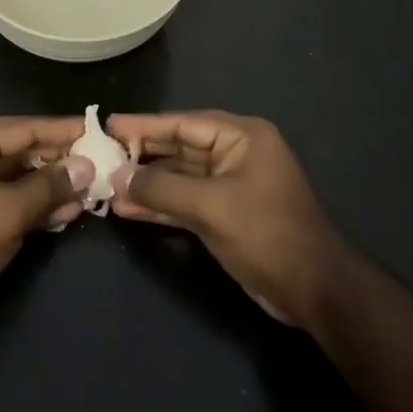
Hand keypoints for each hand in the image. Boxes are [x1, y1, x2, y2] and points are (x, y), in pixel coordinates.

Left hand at [0, 116, 93, 329]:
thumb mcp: (9, 212)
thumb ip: (50, 186)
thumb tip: (87, 167)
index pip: (25, 127)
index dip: (64, 131)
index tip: (98, 131)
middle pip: (20, 151)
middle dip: (59, 162)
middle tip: (100, 166)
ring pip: (15, 179)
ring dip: (49, 187)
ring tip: (88, 194)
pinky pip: (4, 200)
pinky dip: (31, 206)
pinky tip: (63, 215)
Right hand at [107, 111, 353, 327]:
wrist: (313, 288)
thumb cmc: (266, 233)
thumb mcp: (211, 206)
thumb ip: (162, 188)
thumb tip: (118, 176)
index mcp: (242, 137)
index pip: (184, 123)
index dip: (144, 125)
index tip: (107, 125)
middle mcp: (236, 153)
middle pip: (180, 147)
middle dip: (142, 155)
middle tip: (100, 156)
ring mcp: (231, 185)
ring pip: (180, 177)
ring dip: (147, 184)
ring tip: (106, 187)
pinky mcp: (226, 213)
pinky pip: (186, 200)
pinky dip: (161, 204)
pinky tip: (129, 208)